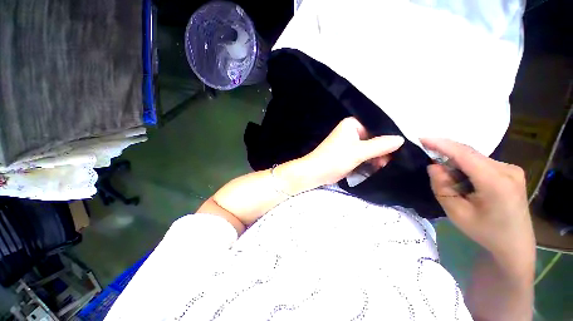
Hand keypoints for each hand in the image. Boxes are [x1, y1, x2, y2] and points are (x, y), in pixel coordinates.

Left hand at [299, 117, 403, 186]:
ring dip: (377, 156)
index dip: (388, 135)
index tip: (400, 147)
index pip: (376, 125)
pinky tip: (378, 166)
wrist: (316, 172)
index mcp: (352, 124)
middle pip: (374, 137)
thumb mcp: (358, 152)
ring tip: (384, 165)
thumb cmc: (334, 159)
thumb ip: (379, 145)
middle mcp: (351, 131)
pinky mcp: (349, 153)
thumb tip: (401, 139)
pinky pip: (364, 154)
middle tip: (392, 160)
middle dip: (383, 148)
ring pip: (370, 147)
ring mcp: (350, 143)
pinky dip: (371, 160)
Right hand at [421, 138, 534, 268]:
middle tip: (430, 162)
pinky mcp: (511, 172)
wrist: (515, 245)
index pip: (465, 154)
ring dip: (457, 163)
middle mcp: (507, 170)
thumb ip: (442, 187)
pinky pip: (482, 162)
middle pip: (470, 154)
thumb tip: (435, 166)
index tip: (422, 138)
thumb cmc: (485, 232)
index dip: (442, 144)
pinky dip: (467, 166)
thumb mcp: (457, 213)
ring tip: (451, 181)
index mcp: (496, 182)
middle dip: (447, 154)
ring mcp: (512, 169)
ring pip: (475, 157)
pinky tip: (465, 181)